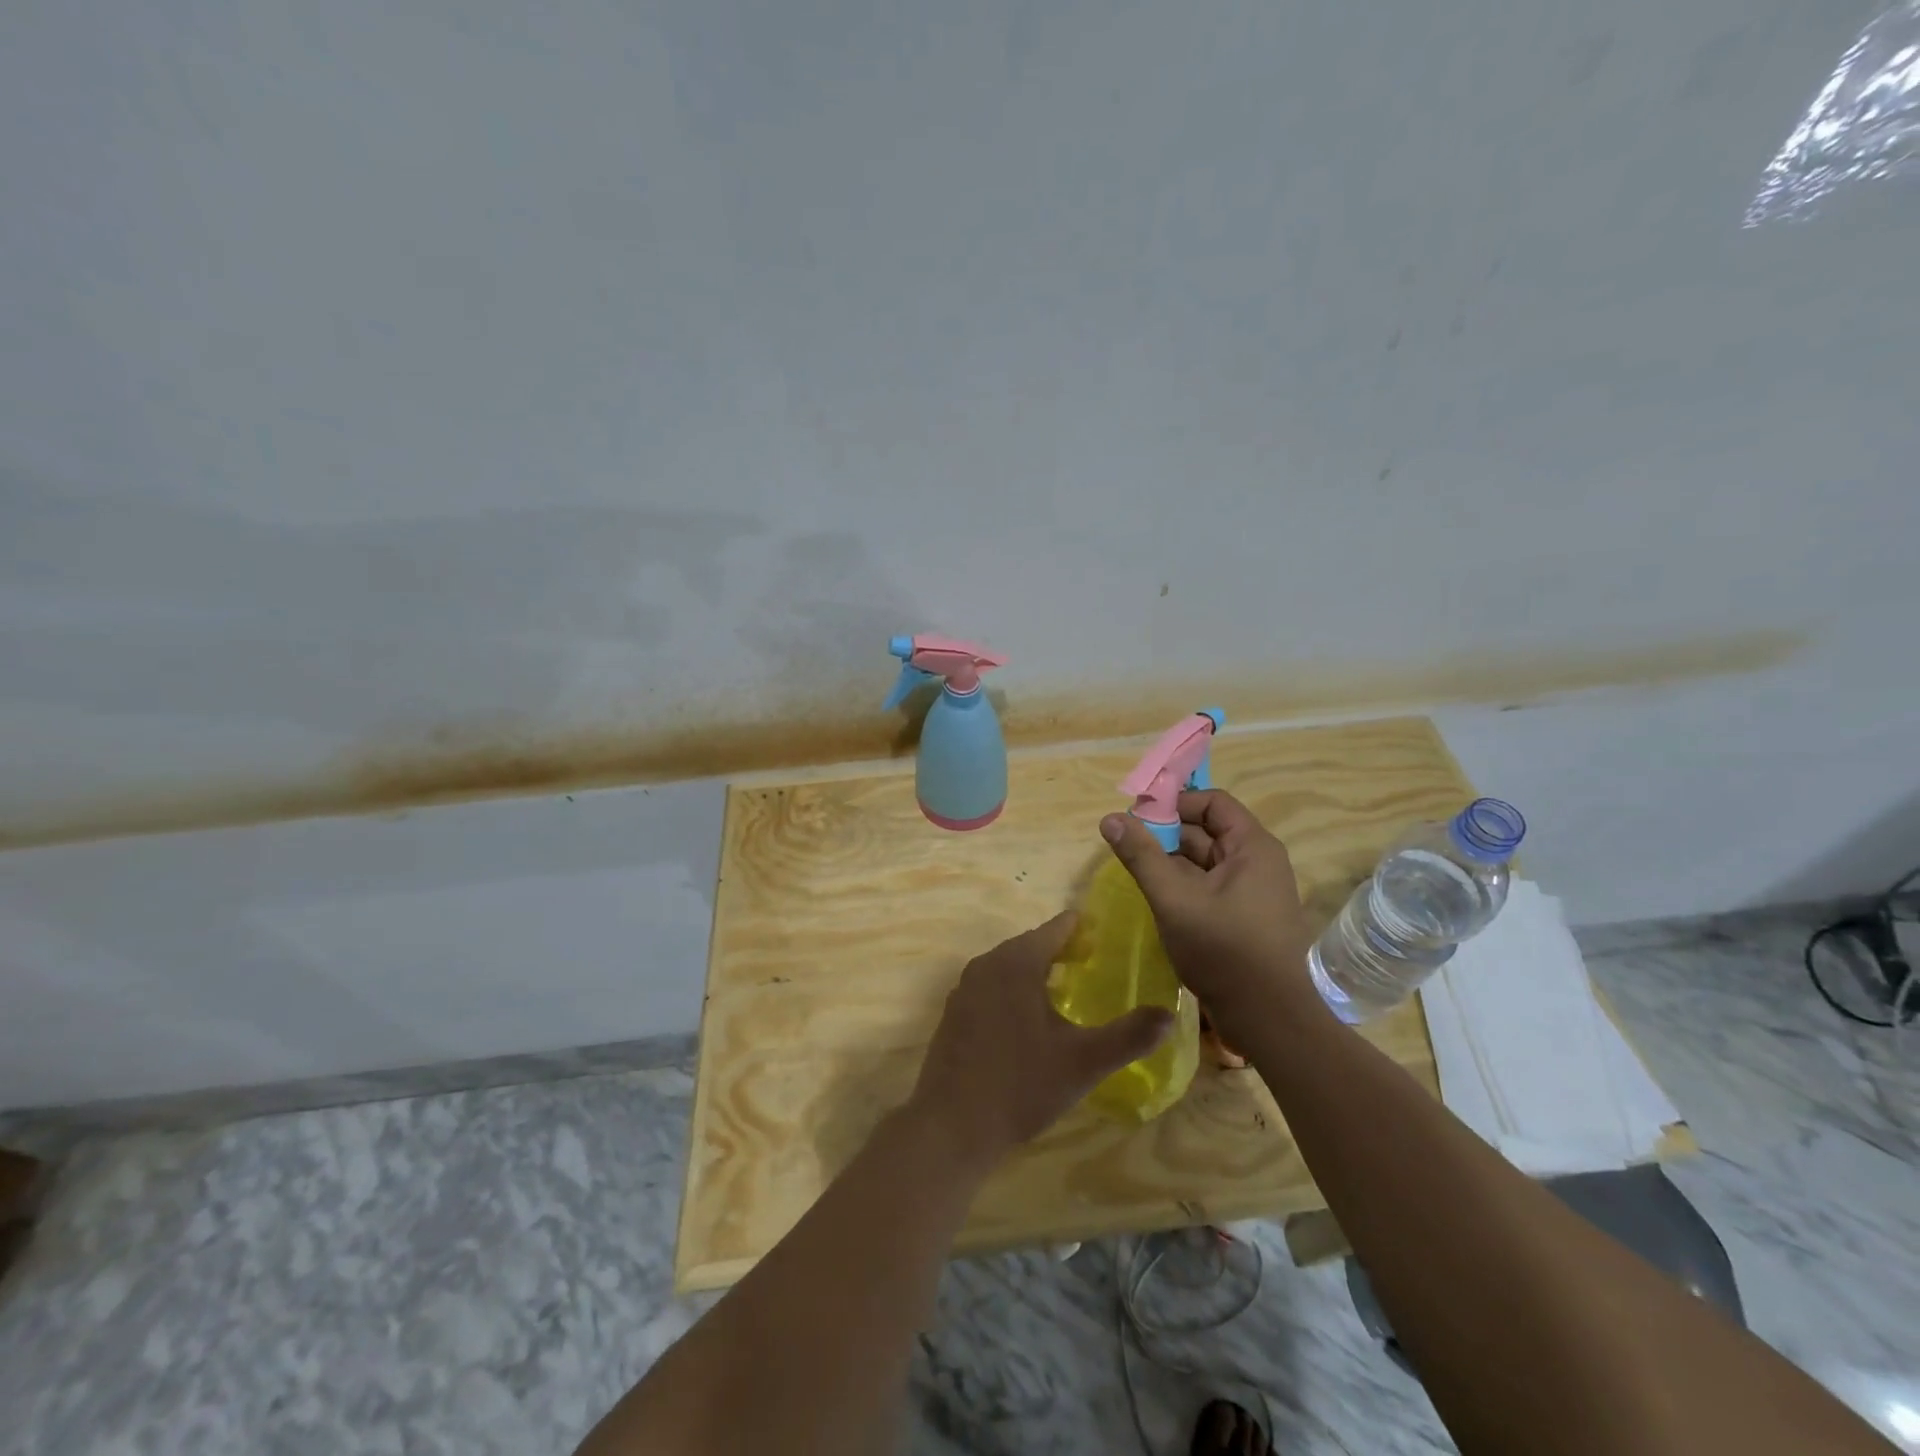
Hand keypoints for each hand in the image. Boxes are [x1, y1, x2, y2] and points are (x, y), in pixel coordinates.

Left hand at [906, 913, 1172, 1172]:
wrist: (952, 1125)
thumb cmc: (1021, 1085)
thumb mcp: (1084, 1062)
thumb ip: (1129, 1036)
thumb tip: (1170, 1014)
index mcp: (1017, 962)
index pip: (1056, 928)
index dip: (1083, 930)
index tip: (1106, 938)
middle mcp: (987, 964)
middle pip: (1030, 944)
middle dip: (1060, 950)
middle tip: (1092, 965)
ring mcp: (965, 988)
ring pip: (1008, 965)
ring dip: (1035, 970)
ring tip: (1064, 990)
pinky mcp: (954, 1013)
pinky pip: (991, 986)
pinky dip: (1013, 990)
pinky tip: (1027, 1020)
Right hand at [1099, 790, 1317, 1030]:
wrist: (1268, 1018)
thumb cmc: (1223, 950)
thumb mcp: (1174, 898)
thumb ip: (1141, 856)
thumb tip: (1110, 818)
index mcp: (1252, 847)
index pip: (1212, 802)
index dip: (1174, 802)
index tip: (1137, 816)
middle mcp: (1258, 861)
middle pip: (1207, 830)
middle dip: (1165, 834)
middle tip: (1126, 844)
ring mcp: (1253, 891)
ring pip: (1205, 861)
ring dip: (1171, 861)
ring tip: (1134, 869)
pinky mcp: (1245, 916)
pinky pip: (1209, 885)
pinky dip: (1183, 884)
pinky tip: (1156, 896)